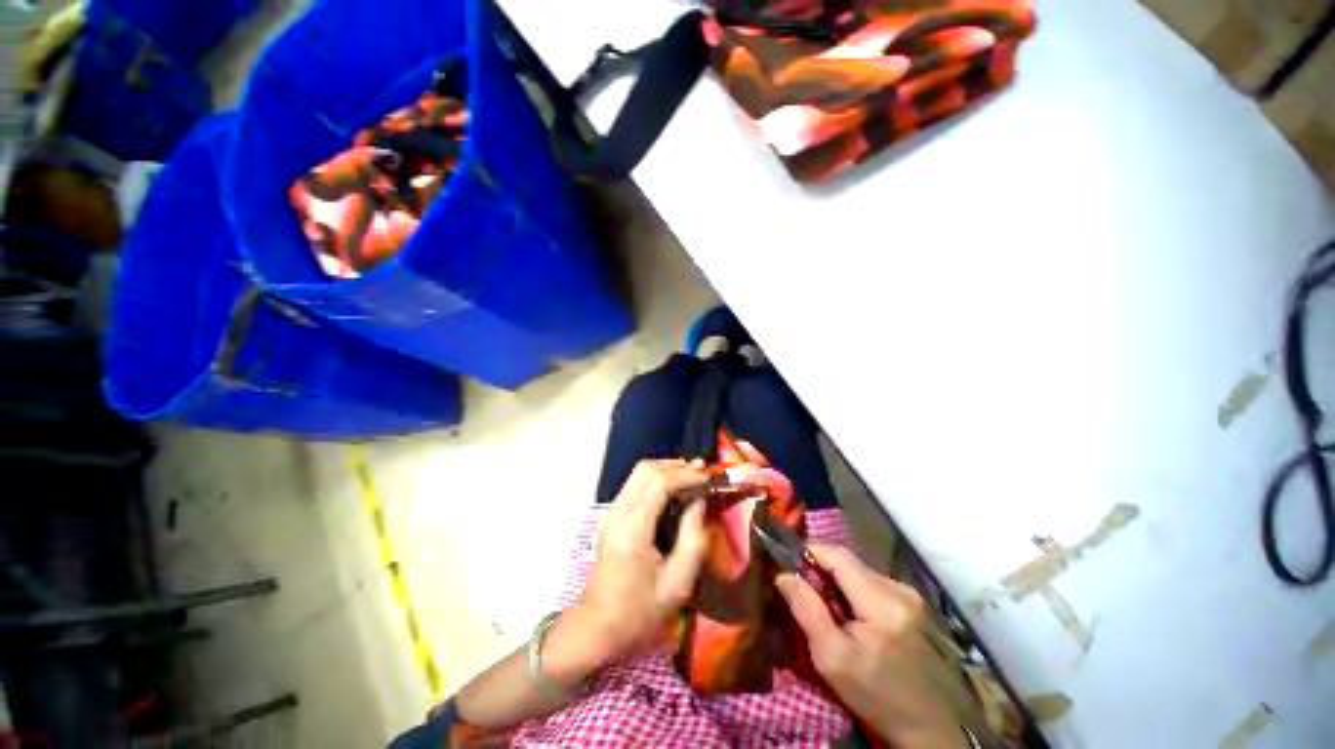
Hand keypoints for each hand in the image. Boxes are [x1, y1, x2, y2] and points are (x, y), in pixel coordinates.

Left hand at [573, 460, 709, 665]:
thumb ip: (693, 540)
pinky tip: (673, 488)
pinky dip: (656, 479)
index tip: (708, 478)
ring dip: (666, 469)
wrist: (596, 627)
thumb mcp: (677, 585)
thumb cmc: (639, 612)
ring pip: (638, 473)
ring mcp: (611, 513)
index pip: (659, 483)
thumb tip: (699, 503)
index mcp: (633, 529)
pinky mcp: (611, 517)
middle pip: (645, 470)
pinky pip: (635, 484)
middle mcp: (618, 513)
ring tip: (691, 475)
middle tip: (702, 472)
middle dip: (676, 466)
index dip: (685, 475)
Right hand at [777, 545, 968, 748]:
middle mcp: (901, 589)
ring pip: (861, 572)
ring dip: (840, 584)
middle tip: (808, 597)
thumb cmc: (877, 697)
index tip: (790, 570)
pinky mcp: (916, 605)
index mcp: (882, 602)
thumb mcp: (832, 659)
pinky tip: (856, 621)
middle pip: (849, 563)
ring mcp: (912, 596)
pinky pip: (875, 585)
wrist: (932, 728)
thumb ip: (807, 611)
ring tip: (832, 613)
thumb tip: (783, 574)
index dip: (810, 554)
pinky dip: (857, 594)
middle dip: (823, 572)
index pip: (838, 555)